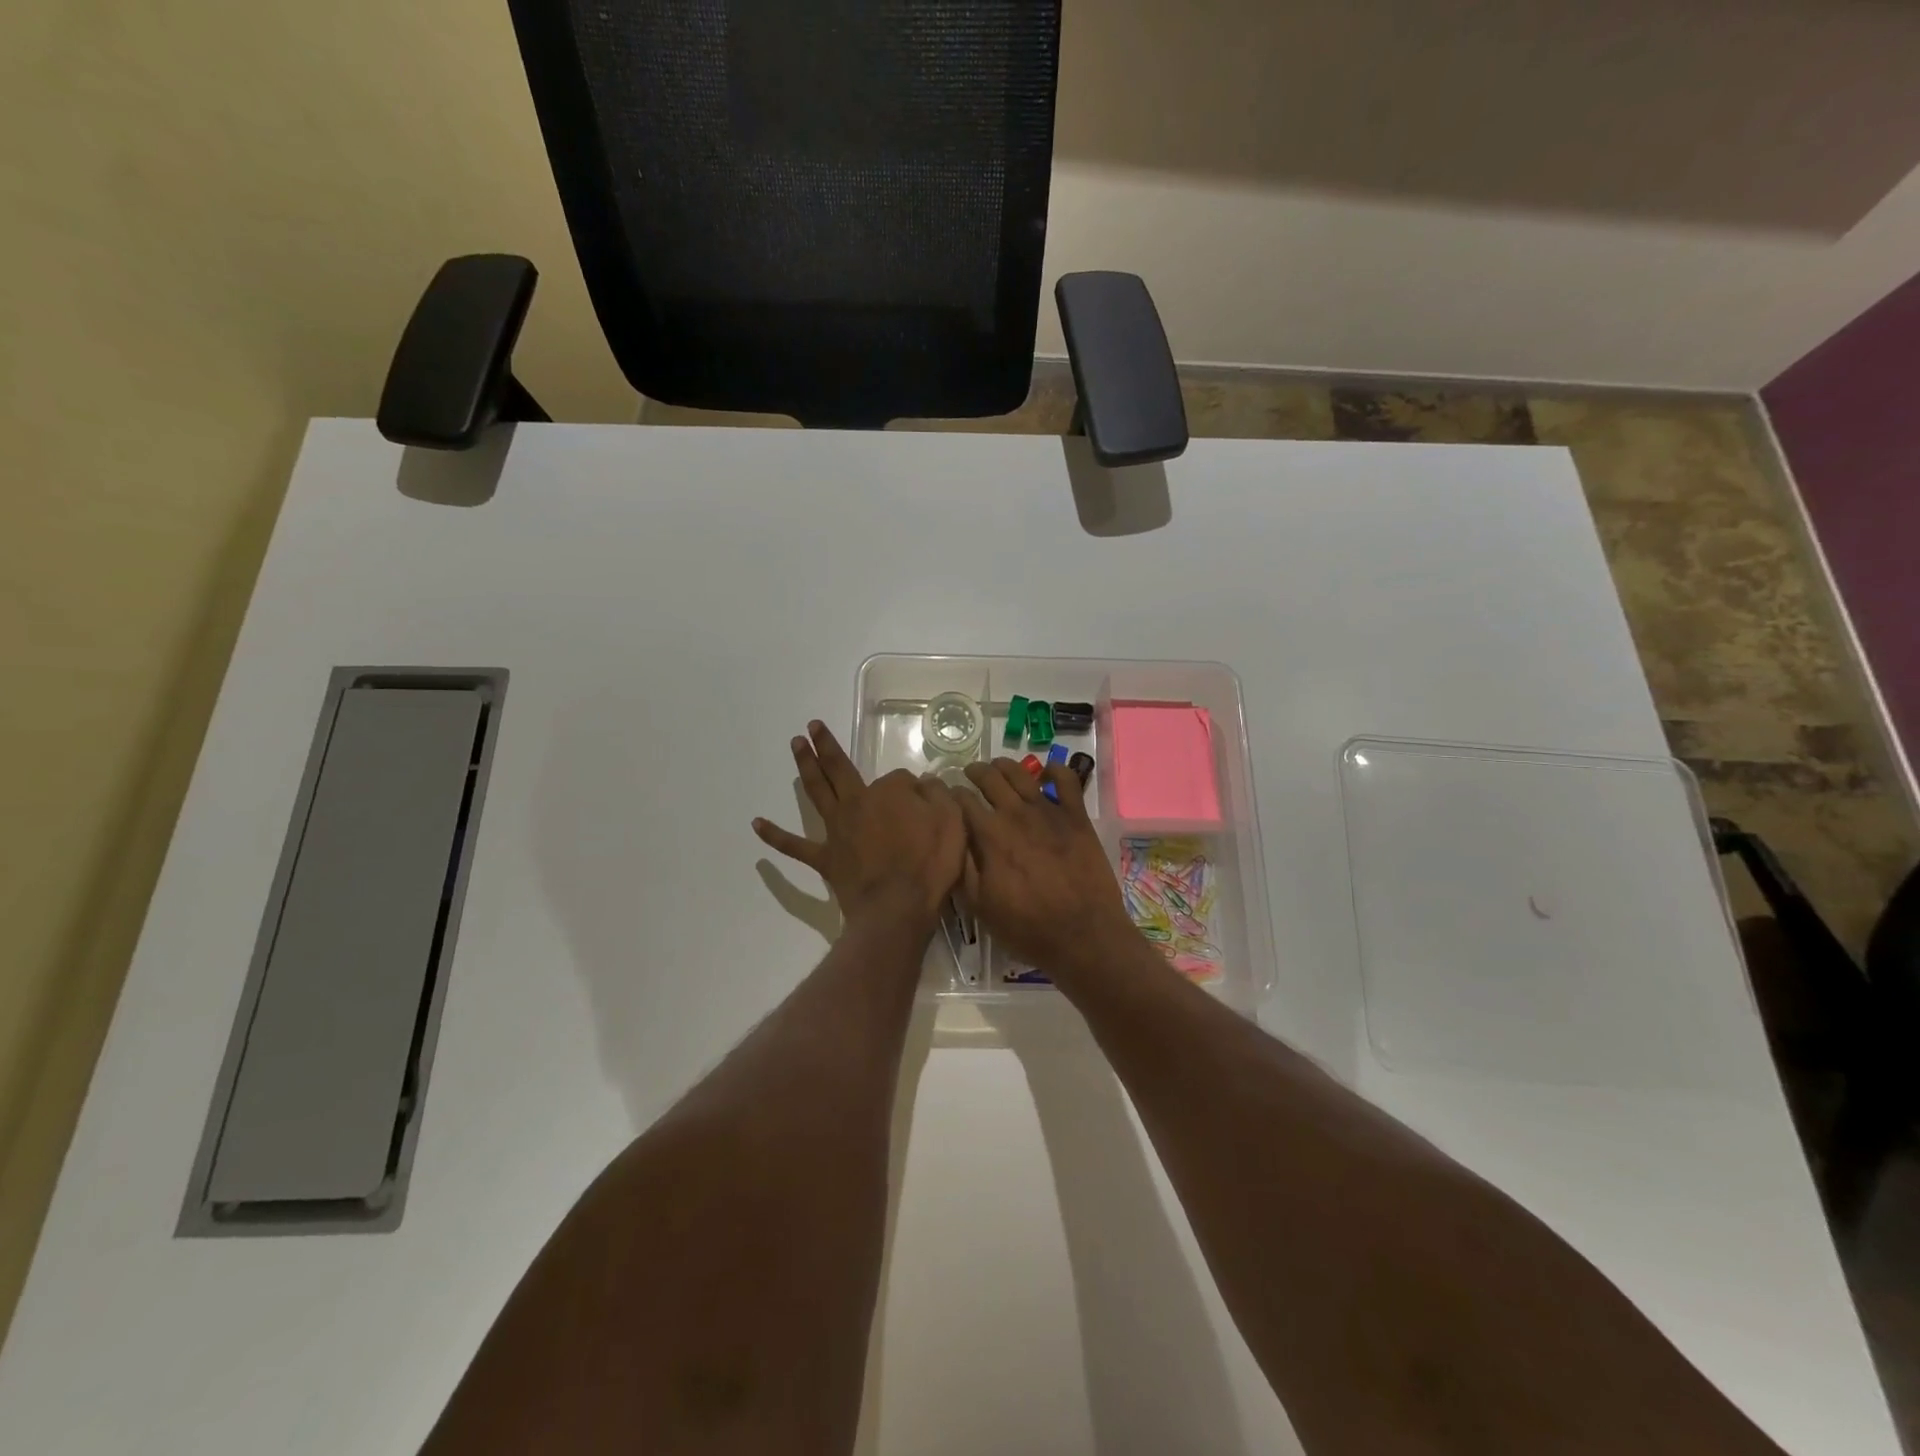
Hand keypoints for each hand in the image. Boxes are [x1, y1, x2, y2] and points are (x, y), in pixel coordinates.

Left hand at [754, 721, 966, 929]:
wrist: (898, 907)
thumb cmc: (929, 864)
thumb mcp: (951, 821)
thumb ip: (937, 795)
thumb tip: (924, 783)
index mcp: (887, 793)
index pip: (898, 779)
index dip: (912, 789)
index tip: (924, 803)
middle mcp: (856, 803)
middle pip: (839, 768)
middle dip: (825, 745)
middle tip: (811, 726)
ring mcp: (837, 831)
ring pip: (816, 792)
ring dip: (805, 767)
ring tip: (795, 745)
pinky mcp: (825, 859)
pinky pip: (795, 846)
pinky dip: (775, 836)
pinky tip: (757, 824)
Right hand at [956, 758, 1139, 981]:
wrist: (1083, 935)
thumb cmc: (1027, 927)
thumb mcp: (980, 906)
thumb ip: (963, 867)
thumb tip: (951, 837)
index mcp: (990, 835)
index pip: (963, 801)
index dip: (951, 795)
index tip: (947, 796)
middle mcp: (1016, 814)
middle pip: (990, 778)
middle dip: (975, 772)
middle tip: (970, 774)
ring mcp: (1049, 811)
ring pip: (1022, 773)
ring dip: (1005, 765)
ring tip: (998, 766)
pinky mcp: (1076, 816)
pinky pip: (1066, 780)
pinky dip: (1055, 770)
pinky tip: (1047, 771)